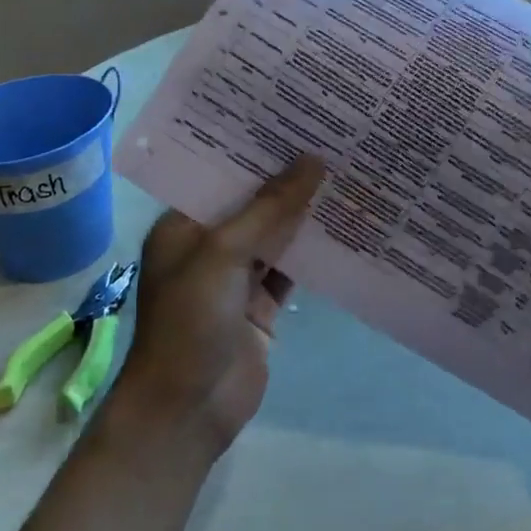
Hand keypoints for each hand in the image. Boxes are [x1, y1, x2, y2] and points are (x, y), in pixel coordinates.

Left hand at [113, 156, 326, 459]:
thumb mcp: (225, 254)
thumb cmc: (190, 321)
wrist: (187, 412)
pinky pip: (291, 267)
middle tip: (331, 138)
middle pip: (253, 201)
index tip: (294, 118)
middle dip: (288, 176)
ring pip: (275, 233)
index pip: (221, 173)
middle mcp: (209, 243)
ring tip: (345, 170)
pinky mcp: (261, 304)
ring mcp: (236, 275)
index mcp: (184, 224)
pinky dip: (314, 251)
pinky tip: (346, 225)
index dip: (256, 148)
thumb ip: (270, 208)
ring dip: (305, 211)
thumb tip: (314, 160)